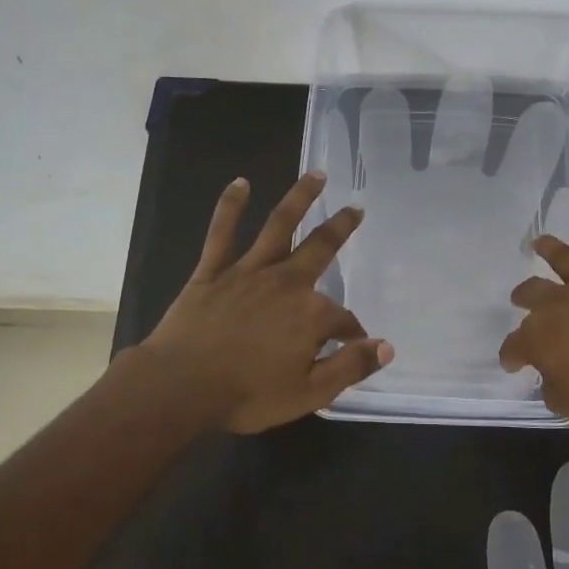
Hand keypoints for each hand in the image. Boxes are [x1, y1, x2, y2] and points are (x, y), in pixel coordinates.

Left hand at [139, 172, 392, 432]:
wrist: (181, 386)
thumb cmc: (247, 394)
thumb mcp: (309, 393)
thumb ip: (350, 368)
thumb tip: (386, 346)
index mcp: (310, 314)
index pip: (343, 320)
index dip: (353, 332)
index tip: (356, 343)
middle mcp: (285, 282)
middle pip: (320, 247)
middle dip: (341, 227)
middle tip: (356, 208)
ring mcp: (247, 271)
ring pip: (279, 226)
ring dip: (299, 198)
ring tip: (316, 174)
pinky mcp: (213, 271)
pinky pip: (222, 232)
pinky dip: (231, 206)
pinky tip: (240, 183)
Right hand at [499, 210, 568, 429]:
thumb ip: (554, 390)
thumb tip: (550, 377)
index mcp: (541, 338)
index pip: (515, 345)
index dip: (511, 355)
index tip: (512, 363)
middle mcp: (561, 303)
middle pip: (533, 293)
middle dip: (523, 296)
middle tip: (519, 298)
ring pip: (566, 260)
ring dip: (550, 249)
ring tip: (539, 242)